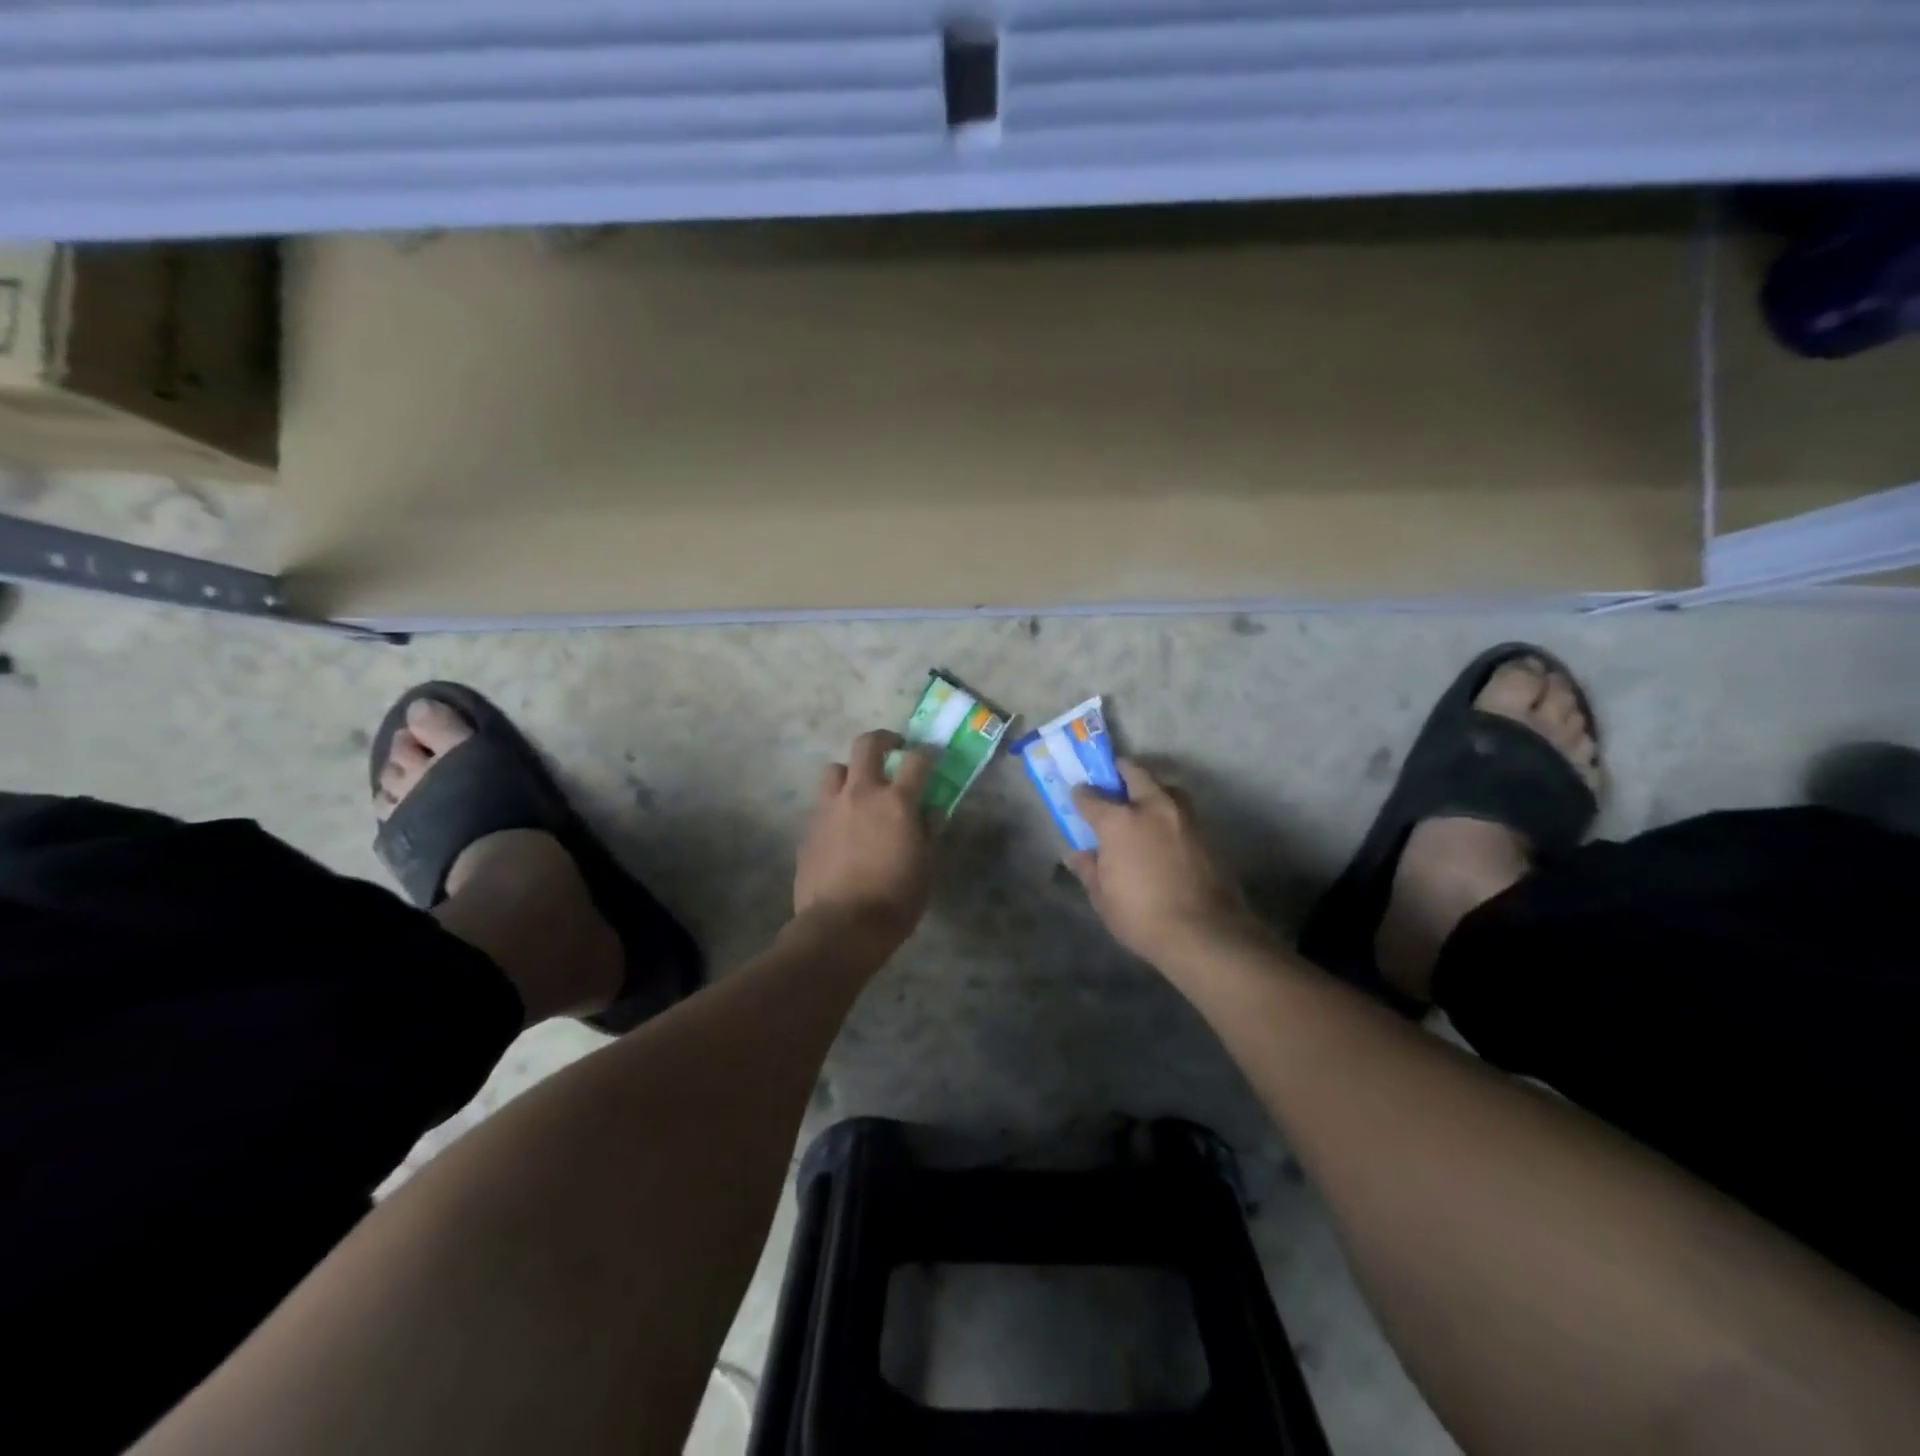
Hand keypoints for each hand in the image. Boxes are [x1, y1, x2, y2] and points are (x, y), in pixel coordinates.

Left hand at [793, 730, 935, 953]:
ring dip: (850, 772)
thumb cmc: (895, 900)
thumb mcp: (925, 867)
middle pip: (867, 745)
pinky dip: (835, 806)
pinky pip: (822, 804)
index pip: (916, 760)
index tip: (932, 754)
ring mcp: (829, 809)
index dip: (927, 752)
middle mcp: (860, 794)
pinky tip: (842, 828)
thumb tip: (929, 812)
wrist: (841, 926)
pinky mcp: (809, 829)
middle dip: (883, 740)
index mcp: (896, 801)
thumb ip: (926, 832)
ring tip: (859, 789)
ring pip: (835, 769)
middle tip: (893, 750)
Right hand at [1067, 760, 1264, 966]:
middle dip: (1121, 772)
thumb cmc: (1141, 916)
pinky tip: (1165, 832)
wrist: (1205, 933)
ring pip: (1165, 787)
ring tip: (1143, 806)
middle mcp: (1152, 807)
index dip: (1081, 796)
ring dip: (1152, 789)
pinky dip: (1170, 813)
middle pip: (1135, 773)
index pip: (1091, 797)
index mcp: (1119, 821)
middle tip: (1112, 783)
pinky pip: (1183, 810)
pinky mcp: (1207, 832)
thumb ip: (1090, 869)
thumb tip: (1078, 855)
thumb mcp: (1103, 897)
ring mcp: (1184, 817)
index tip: (1078, 798)